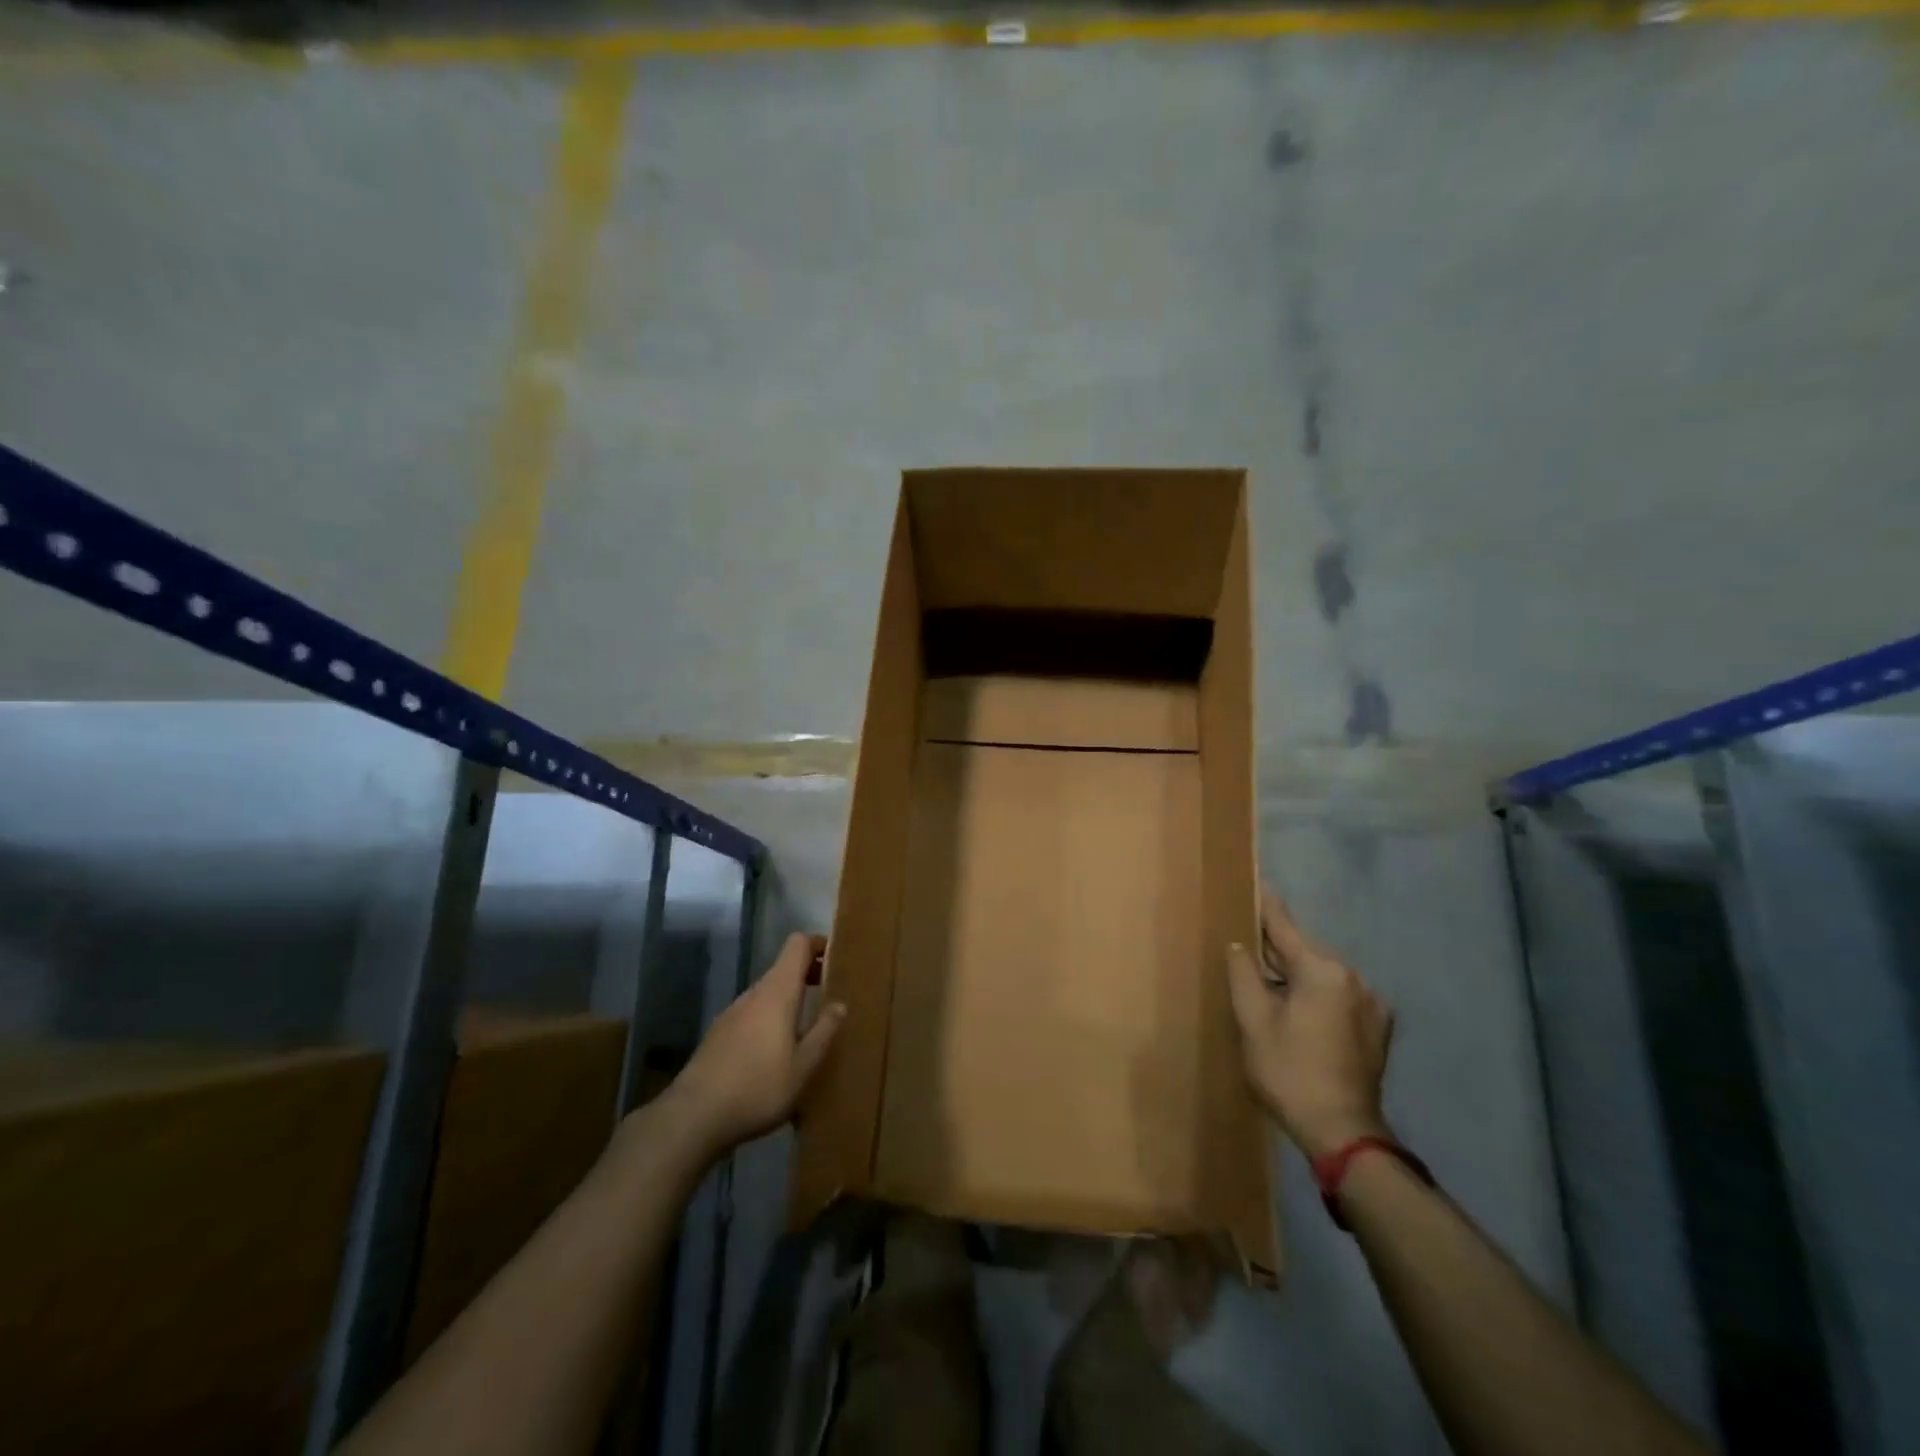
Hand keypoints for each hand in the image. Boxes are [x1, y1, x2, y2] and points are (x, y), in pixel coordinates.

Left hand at [669, 932, 845, 1155]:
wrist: (694, 1116)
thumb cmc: (758, 1087)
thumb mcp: (803, 1066)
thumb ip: (824, 1031)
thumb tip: (840, 1003)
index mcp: (777, 992)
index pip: (797, 945)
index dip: (817, 944)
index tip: (836, 959)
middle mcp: (754, 993)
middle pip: (783, 968)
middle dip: (807, 974)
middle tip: (829, 994)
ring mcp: (732, 1012)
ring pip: (767, 993)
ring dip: (788, 999)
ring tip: (805, 1027)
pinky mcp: (718, 1034)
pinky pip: (752, 1014)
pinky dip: (769, 1018)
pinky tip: (774, 1053)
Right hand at [1225, 887, 1393, 1159]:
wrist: (1344, 1132)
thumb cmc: (1290, 1072)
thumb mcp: (1254, 1021)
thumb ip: (1243, 974)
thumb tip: (1240, 945)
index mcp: (1323, 970)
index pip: (1285, 928)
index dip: (1265, 906)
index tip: (1255, 881)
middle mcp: (1354, 977)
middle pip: (1305, 951)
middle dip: (1276, 949)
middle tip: (1247, 947)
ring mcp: (1372, 1003)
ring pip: (1323, 974)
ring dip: (1296, 975)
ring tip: (1269, 985)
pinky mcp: (1377, 1028)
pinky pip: (1339, 995)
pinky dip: (1316, 994)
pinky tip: (1298, 1012)